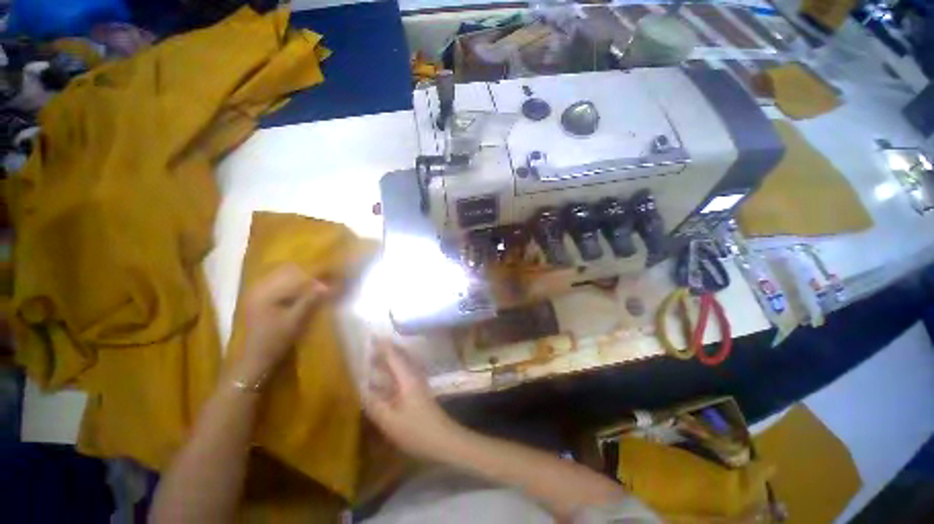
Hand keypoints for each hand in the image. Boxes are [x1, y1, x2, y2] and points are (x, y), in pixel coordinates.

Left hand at [231, 264, 329, 384]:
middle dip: (307, 276)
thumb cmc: (273, 342)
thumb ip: (310, 300)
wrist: (253, 362)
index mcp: (264, 291)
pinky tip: (304, 295)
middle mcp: (258, 288)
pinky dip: (293, 288)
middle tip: (324, 283)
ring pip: (283, 279)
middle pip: (287, 273)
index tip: (328, 279)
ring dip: (301, 281)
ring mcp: (256, 295)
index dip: (312, 275)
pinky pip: (279, 287)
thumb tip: (327, 285)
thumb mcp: (295, 321)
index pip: (292, 274)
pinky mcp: (259, 302)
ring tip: (317, 289)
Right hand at [363, 339, 465, 460]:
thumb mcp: (390, 420)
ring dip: (390, 360)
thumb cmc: (416, 430)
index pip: (394, 355)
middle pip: (400, 357)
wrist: (443, 440)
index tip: (371, 336)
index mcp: (407, 378)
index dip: (383, 345)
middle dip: (386, 350)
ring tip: (374, 360)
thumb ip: (374, 404)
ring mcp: (418, 383)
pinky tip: (386, 380)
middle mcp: (414, 375)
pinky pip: (404, 374)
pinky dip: (393, 371)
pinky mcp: (419, 392)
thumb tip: (359, 388)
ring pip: (402, 365)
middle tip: (370, 347)